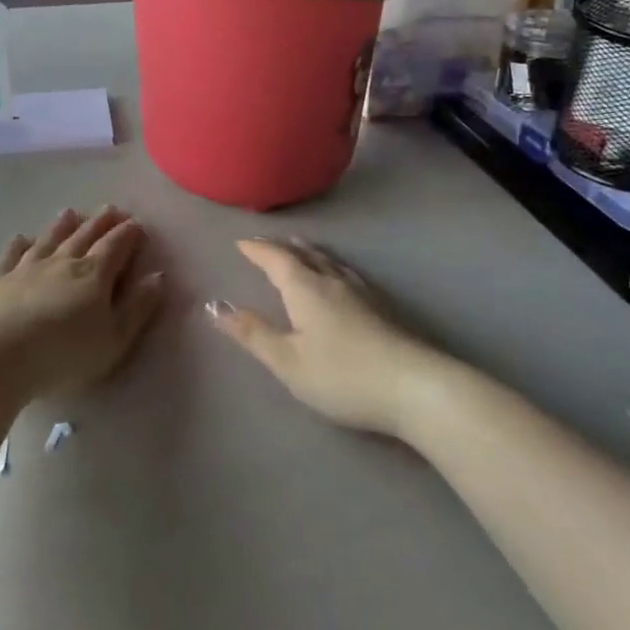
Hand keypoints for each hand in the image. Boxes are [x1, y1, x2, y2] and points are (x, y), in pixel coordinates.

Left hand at [0, 207, 164, 398]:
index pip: (116, 246)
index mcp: (95, 274)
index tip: (137, 224)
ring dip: (62, 225)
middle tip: (111, 209)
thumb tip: (159, 276)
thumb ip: (138, 307)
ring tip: (71, 212)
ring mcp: (27, 266)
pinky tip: (21, 237)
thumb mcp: (114, 338)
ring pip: (49, 239)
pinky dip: (18, 244)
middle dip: (101, 222)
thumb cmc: (65, 353)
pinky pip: (11, 254)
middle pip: (85, 236)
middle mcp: (63, 261)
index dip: (129, 234)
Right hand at [210, 238, 437, 436]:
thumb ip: (253, 334)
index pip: (275, 259)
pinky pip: (345, 273)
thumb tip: (215, 306)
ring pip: (328, 262)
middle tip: (266, 243)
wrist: (414, 387)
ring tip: (300, 249)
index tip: (241, 243)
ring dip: (308, 253)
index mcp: (304, 288)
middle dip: (282, 247)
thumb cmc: (342, 375)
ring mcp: (360, 292)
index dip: (257, 249)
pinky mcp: (380, 307)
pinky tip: (339, 278)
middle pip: (304, 254)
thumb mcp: (288, 361)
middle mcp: (331, 281)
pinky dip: (330, 266)